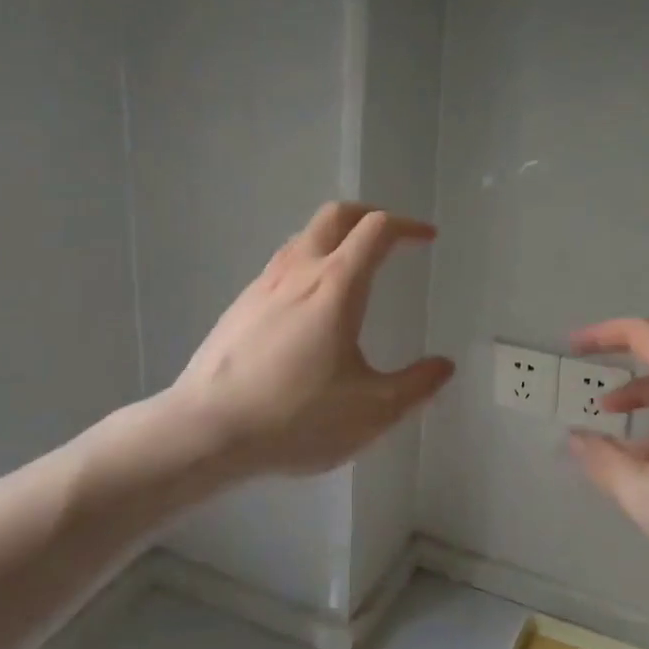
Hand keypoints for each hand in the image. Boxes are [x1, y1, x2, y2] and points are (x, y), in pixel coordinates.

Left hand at [163, 202, 454, 479]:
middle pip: (336, 215)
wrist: (203, 432)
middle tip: (391, 238)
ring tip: (353, 268)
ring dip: (336, 237)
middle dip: (370, 216)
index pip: (377, 230)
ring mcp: (263, 285)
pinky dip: (309, 262)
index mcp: (336, 285)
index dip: (408, 226)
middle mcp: (299, 271)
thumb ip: (416, 387)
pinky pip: (282, 264)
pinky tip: (310, 306)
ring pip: (304, 236)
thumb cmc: (295, 418)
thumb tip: (444, 366)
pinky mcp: (240, 305)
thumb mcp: (372, 412)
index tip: (427, 239)